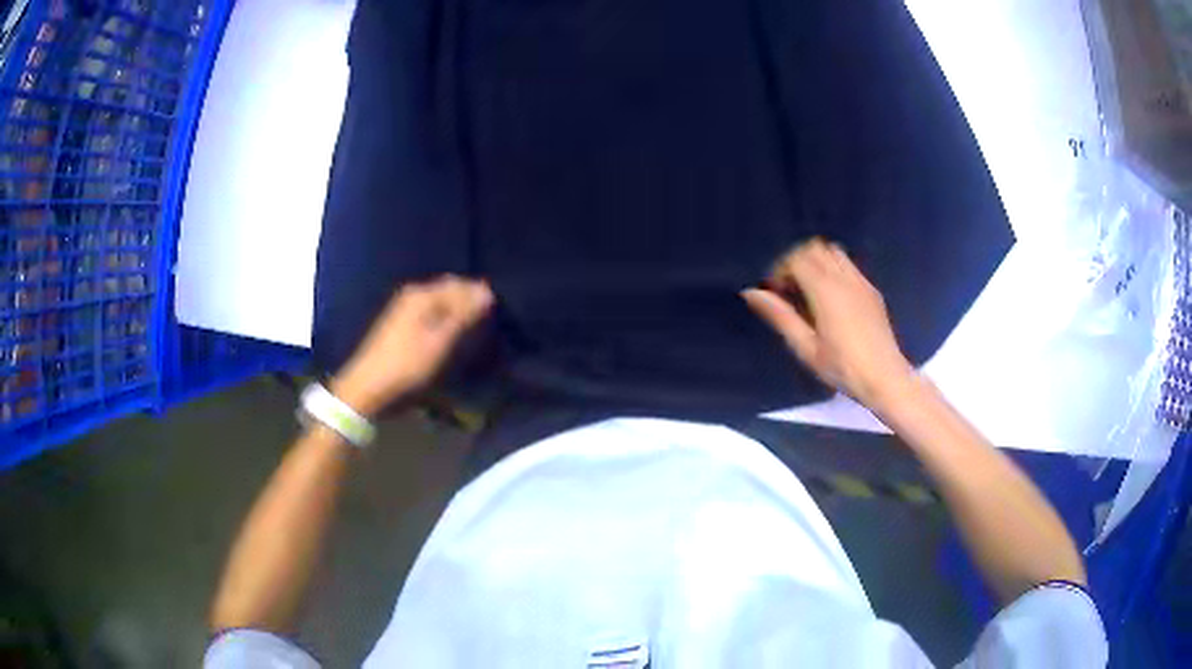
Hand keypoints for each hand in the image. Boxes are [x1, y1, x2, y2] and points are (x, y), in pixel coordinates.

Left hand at [332, 276, 493, 416]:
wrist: (367, 388)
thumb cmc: (407, 366)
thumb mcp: (440, 342)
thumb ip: (463, 315)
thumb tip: (487, 292)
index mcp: (422, 295)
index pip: (460, 284)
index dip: (479, 294)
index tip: (497, 312)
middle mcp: (412, 295)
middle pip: (448, 291)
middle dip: (467, 301)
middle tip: (486, 321)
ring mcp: (403, 310)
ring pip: (438, 303)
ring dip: (455, 312)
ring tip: (472, 330)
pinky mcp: (398, 325)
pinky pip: (429, 314)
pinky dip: (443, 320)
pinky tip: (450, 335)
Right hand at [742, 239, 913, 408]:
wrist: (884, 378)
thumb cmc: (842, 368)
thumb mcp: (805, 347)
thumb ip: (780, 316)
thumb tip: (752, 292)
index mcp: (825, 290)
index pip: (797, 258)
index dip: (781, 270)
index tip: (776, 293)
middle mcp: (844, 278)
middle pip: (815, 248)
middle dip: (797, 261)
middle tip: (790, 289)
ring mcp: (861, 282)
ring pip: (834, 252)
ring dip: (817, 262)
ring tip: (810, 291)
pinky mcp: (872, 291)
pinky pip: (849, 266)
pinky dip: (834, 270)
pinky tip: (832, 299)